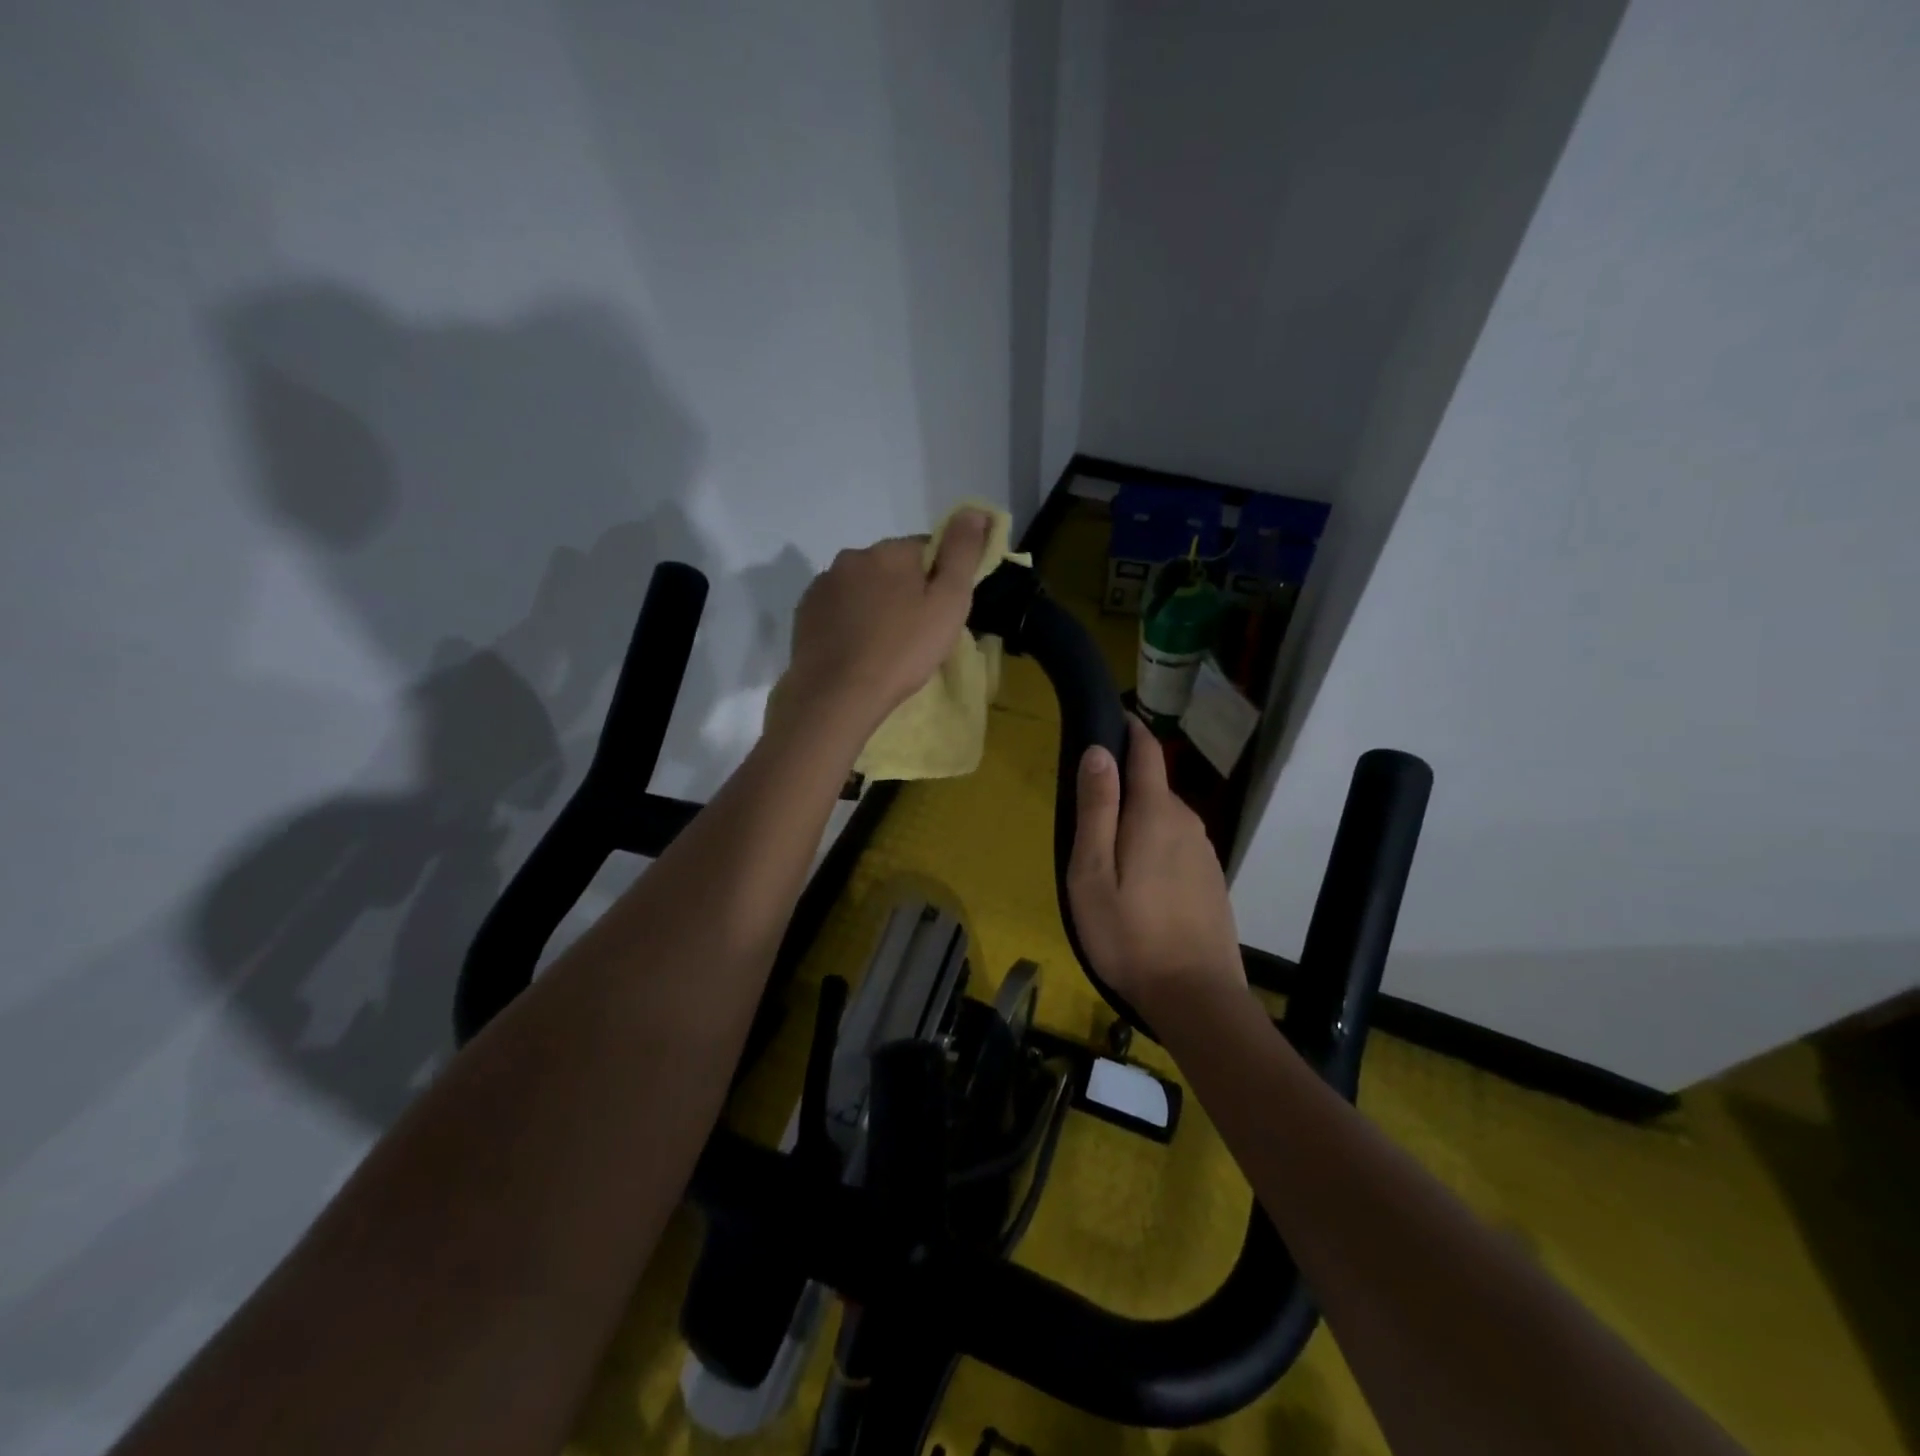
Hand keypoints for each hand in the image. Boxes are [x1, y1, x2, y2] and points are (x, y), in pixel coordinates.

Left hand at [774, 512, 991, 738]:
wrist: (837, 695)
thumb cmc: (902, 651)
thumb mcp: (948, 603)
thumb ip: (962, 553)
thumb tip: (975, 510)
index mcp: (890, 551)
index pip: (926, 550)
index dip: (938, 580)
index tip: (940, 613)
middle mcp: (852, 557)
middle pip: (891, 567)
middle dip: (904, 591)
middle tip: (915, 634)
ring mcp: (823, 585)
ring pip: (861, 588)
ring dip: (874, 606)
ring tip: (884, 646)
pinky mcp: (805, 613)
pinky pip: (837, 609)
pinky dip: (849, 622)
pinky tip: (856, 651)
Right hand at [1068, 716, 1245, 1015]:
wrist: (1196, 998)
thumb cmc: (1129, 934)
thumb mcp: (1092, 871)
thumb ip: (1097, 808)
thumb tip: (1099, 750)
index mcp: (1157, 813)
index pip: (1147, 750)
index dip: (1128, 728)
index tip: (1105, 719)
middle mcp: (1188, 821)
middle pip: (1152, 787)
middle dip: (1121, 787)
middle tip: (1085, 820)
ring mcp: (1205, 852)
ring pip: (1164, 819)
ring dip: (1137, 823)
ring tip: (1107, 860)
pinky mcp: (1211, 879)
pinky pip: (1177, 846)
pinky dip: (1154, 849)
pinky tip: (1139, 887)